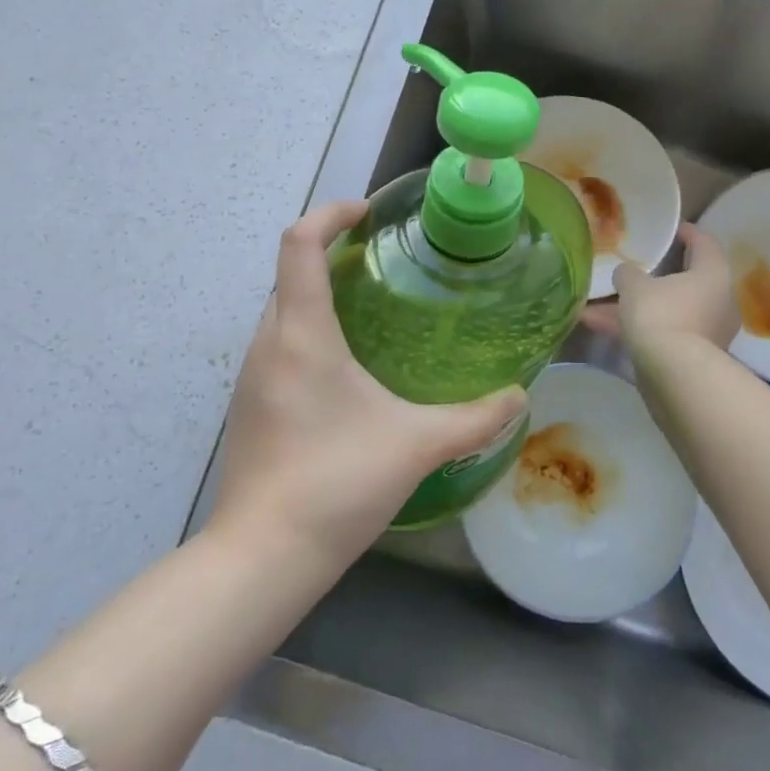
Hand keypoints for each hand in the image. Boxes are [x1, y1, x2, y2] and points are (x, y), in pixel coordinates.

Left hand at [208, 200, 527, 572]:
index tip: (367, 213)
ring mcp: (251, 378)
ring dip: (319, 296)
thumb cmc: (336, 483)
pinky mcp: (250, 407)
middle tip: (381, 263)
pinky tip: (347, 372)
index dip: (330, 214)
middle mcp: (267, 344)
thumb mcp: (416, 444)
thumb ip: (475, 419)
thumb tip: (519, 397)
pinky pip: (278, 346)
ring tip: (370, 312)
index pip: (299, 244)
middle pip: (290, 273)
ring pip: (282, 312)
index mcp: (301, 334)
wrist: (262, 557)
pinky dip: (309, 334)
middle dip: (330, 254)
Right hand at [579, 222, 739, 357]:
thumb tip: (626, 273)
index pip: (703, 241)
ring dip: (635, 307)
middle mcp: (718, 300)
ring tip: (596, 305)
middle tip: (631, 268)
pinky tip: (598, 329)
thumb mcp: (634, 285)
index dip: (685, 231)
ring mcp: (708, 331)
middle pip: (685, 279)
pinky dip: (635, 330)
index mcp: (713, 272)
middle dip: (653, 276)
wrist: (675, 376)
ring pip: (667, 309)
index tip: (668, 229)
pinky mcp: (693, 357)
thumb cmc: (661, 315)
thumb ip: (628, 273)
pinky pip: (662, 333)